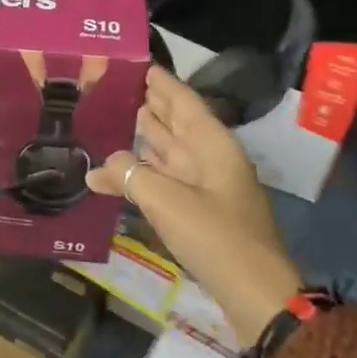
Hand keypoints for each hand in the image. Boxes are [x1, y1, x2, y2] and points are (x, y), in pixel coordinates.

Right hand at [89, 65, 303, 346]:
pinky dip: (145, 168)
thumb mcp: (167, 202)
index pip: (181, 99)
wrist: (256, 295)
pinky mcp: (199, 210)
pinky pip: (166, 177)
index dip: (159, 81)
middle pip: (175, 121)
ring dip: (144, 134)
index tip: (134, 62)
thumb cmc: (216, 237)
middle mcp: (210, 157)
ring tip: (112, 116)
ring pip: (169, 149)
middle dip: (148, 103)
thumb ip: (130, 176)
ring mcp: (206, 184)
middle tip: (111, 86)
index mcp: (212, 143)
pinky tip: (122, 166)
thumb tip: (99, 167)